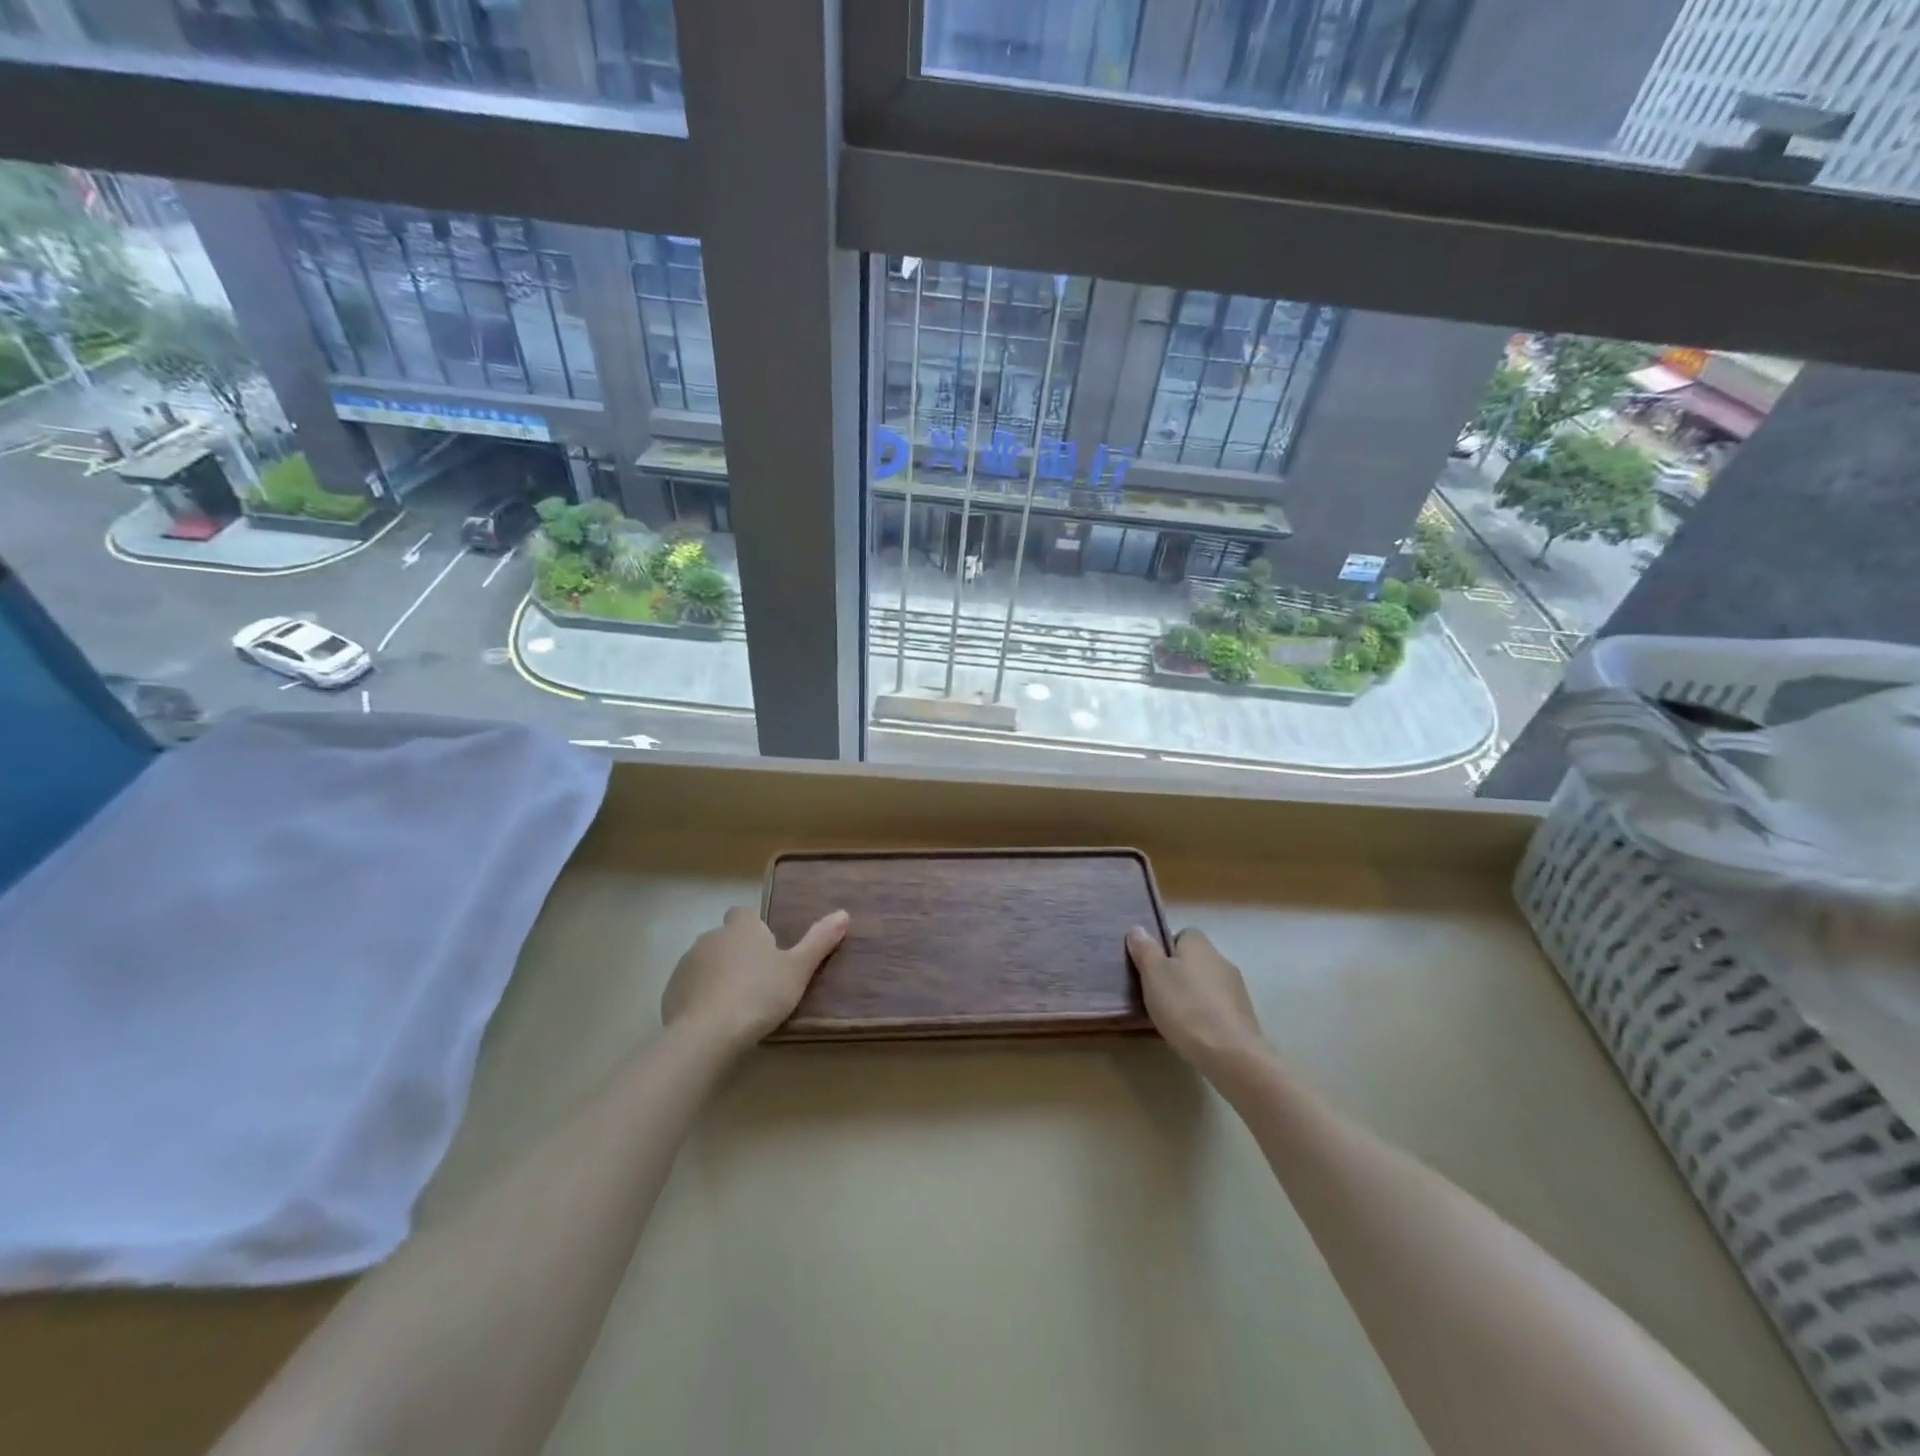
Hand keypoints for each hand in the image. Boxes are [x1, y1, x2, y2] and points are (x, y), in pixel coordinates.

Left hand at [662, 906, 848, 1049]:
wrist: (708, 1033)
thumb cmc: (760, 994)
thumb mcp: (798, 969)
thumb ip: (819, 941)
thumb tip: (843, 913)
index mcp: (742, 928)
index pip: (744, 914)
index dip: (754, 929)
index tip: (767, 950)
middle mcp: (711, 937)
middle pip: (725, 938)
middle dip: (736, 953)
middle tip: (757, 981)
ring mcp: (687, 964)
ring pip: (706, 962)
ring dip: (717, 975)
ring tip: (736, 1004)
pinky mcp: (670, 992)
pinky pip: (690, 987)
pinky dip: (700, 997)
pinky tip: (714, 1019)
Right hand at [1126, 926, 1266, 1071]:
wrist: (1230, 1054)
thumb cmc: (1185, 1006)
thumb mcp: (1153, 974)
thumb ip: (1144, 949)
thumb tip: (1138, 928)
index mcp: (1199, 944)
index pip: (1182, 935)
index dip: (1165, 949)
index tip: (1152, 969)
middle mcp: (1221, 959)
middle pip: (1194, 960)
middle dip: (1178, 974)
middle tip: (1158, 993)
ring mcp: (1236, 988)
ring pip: (1206, 984)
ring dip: (1192, 995)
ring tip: (1174, 1016)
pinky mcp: (1244, 1015)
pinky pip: (1218, 1007)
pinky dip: (1206, 1014)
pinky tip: (1194, 1032)